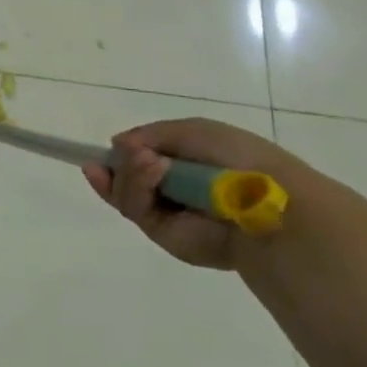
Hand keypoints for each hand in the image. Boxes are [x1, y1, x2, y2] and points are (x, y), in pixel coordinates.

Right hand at [83, 117, 308, 270]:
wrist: (263, 201)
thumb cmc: (235, 157)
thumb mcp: (192, 131)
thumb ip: (150, 135)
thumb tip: (116, 145)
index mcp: (184, 164)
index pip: (139, 159)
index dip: (120, 154)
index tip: (103, 149)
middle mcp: (172, 190)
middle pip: (124, 177)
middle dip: (120, 163)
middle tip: (129, 153)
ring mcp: (167, 214)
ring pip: (125, 192)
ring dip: (129, 173)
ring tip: (147, 161)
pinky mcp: (163, 235)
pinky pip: (135, 209)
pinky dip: (135, 187)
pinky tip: (150, 171)